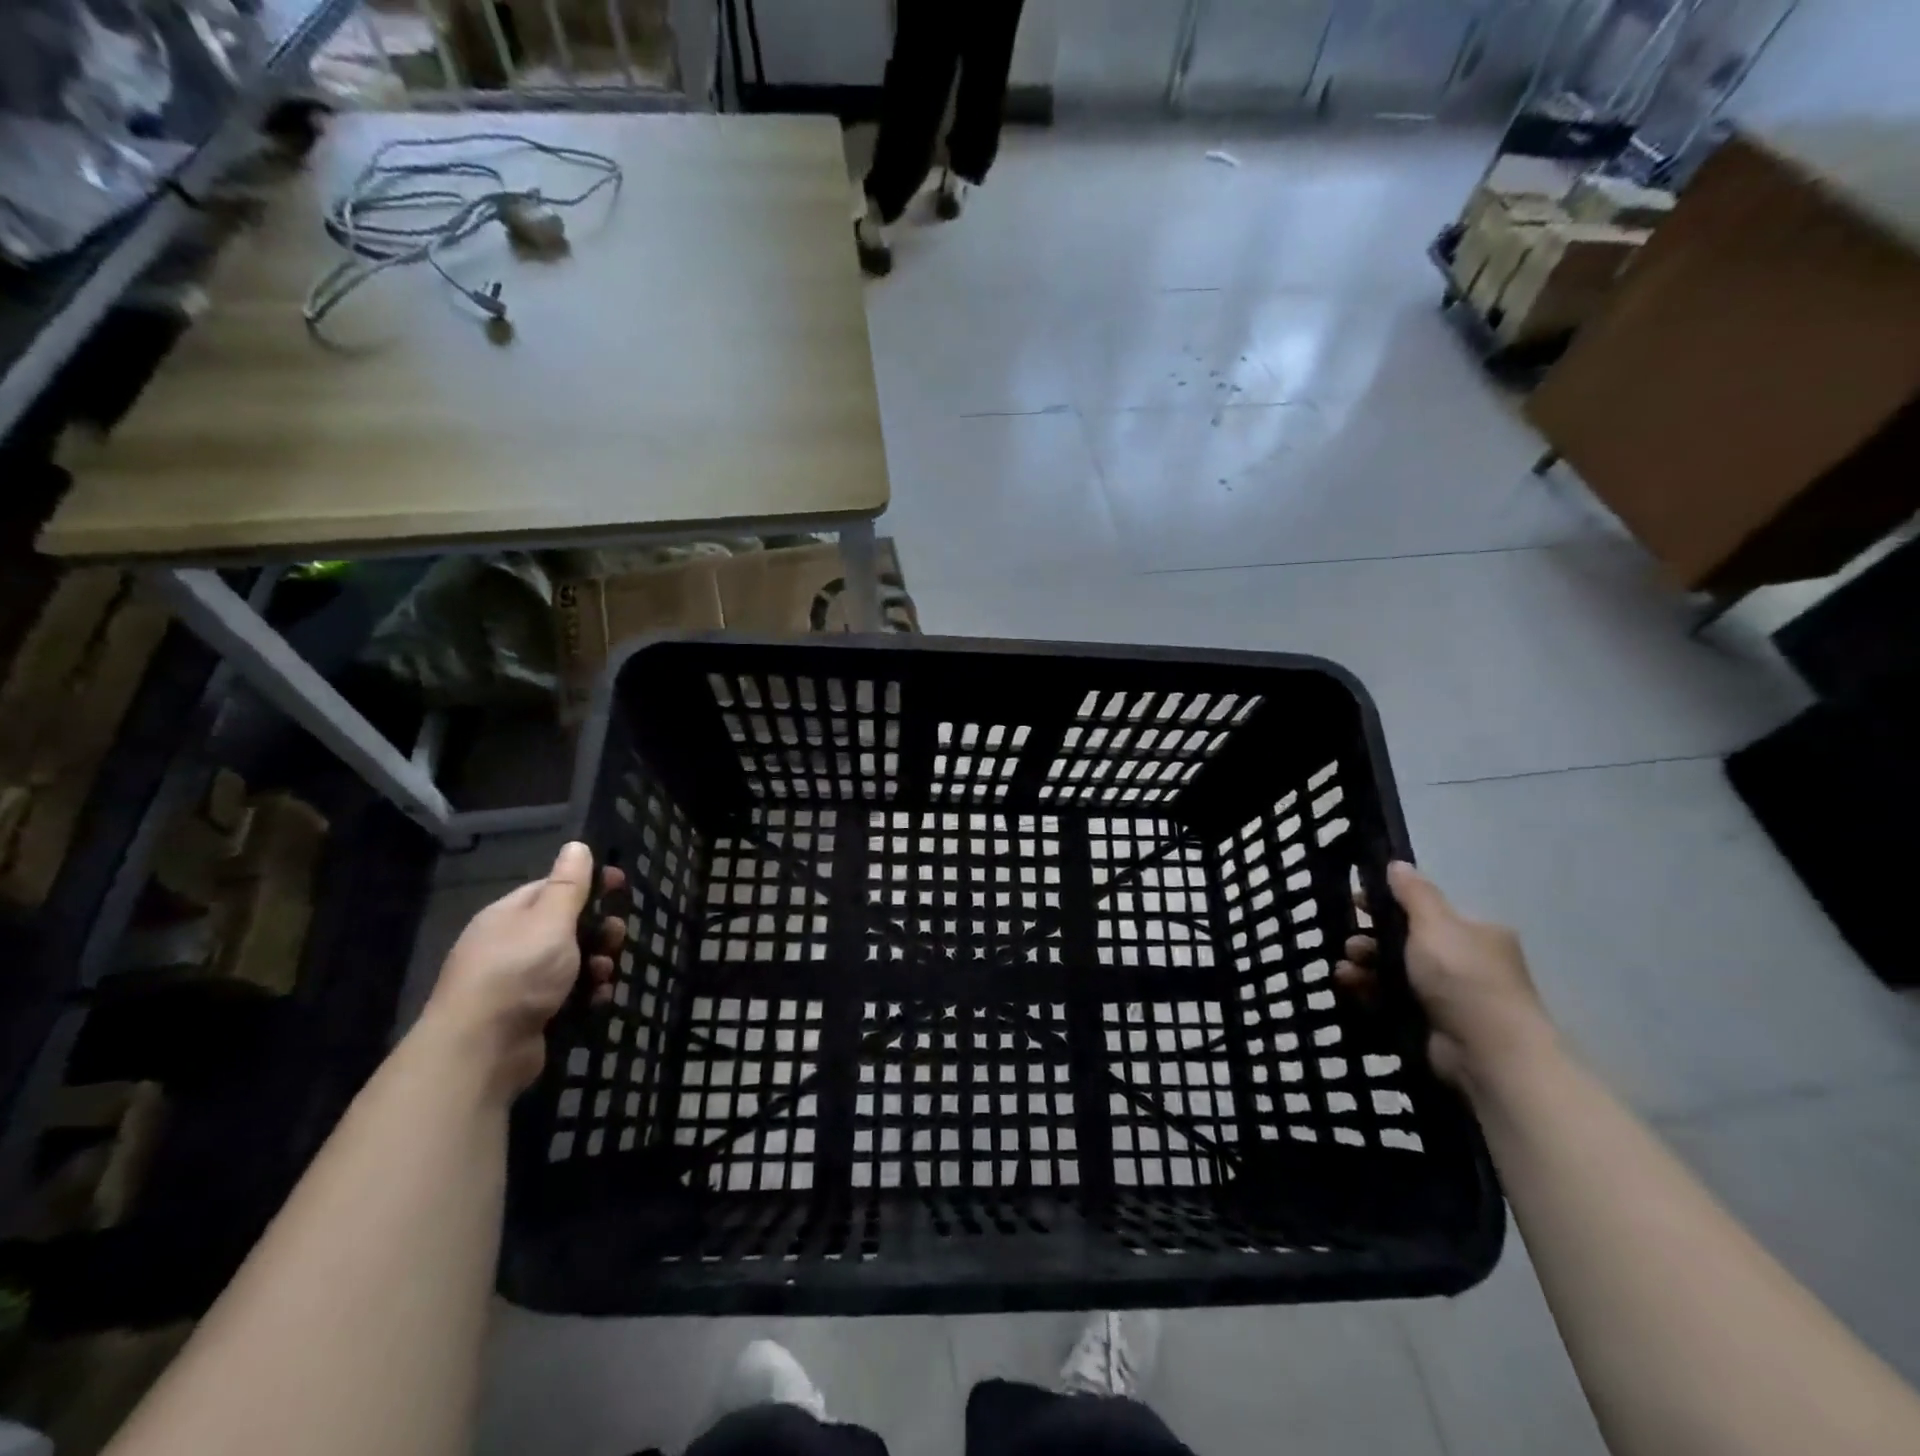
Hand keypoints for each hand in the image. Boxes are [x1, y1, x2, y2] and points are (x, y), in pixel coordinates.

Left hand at [425, 842, 626, 1095]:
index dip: (588, 883)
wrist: (480, 1051)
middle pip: (566, 927)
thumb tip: (576, 845)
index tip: (621, 884)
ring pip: (571, 962)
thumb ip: (568, 884)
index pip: (553, 888)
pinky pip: (568, 995)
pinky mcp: (530, 1015)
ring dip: (597, 964)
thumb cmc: (518, 972)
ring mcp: (519, 983)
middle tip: (616, 938)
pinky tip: (598, 1000)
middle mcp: (511, 945)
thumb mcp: (550, 920)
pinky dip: (587, 994)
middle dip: (598, 930)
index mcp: (509, 916)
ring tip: (606, 974)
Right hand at [1337, 861, 1555, 1092]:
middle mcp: (1464, 961)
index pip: (1424, 910)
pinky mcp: (1431, 1023)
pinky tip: (1350, 988)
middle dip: (1371, 940)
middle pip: (1405, 941)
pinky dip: (1369, 992)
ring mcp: (1448, 995)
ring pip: (1394, 971)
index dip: (1388, 903)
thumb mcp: (1435, 924)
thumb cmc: (1463, 977)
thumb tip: (1398, 863)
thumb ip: (1413, 893)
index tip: (1355, 903)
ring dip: (1365, 967)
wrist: (1488, 1051)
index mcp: (1473, 932)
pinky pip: (1391, 999)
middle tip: (1351, 945)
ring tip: (1345, 972)